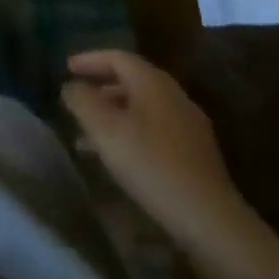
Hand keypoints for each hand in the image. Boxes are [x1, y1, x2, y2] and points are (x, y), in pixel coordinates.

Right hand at [63, 49, 242, 245]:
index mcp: (153, 83)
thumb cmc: (151, 165)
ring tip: (90, 135)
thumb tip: (71, 86)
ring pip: (143, 109)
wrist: (211, 222)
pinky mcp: (198, 157)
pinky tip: (121, 158)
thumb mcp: (103, 129)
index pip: (117, 57)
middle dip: (102, 88)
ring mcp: (190, 128)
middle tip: (79, 99)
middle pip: (132, 81)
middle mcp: (175, 97)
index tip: (67, 69)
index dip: (89, 60)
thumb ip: (81, 100)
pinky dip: (133, 134)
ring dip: (115, 115)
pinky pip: (156, 132)